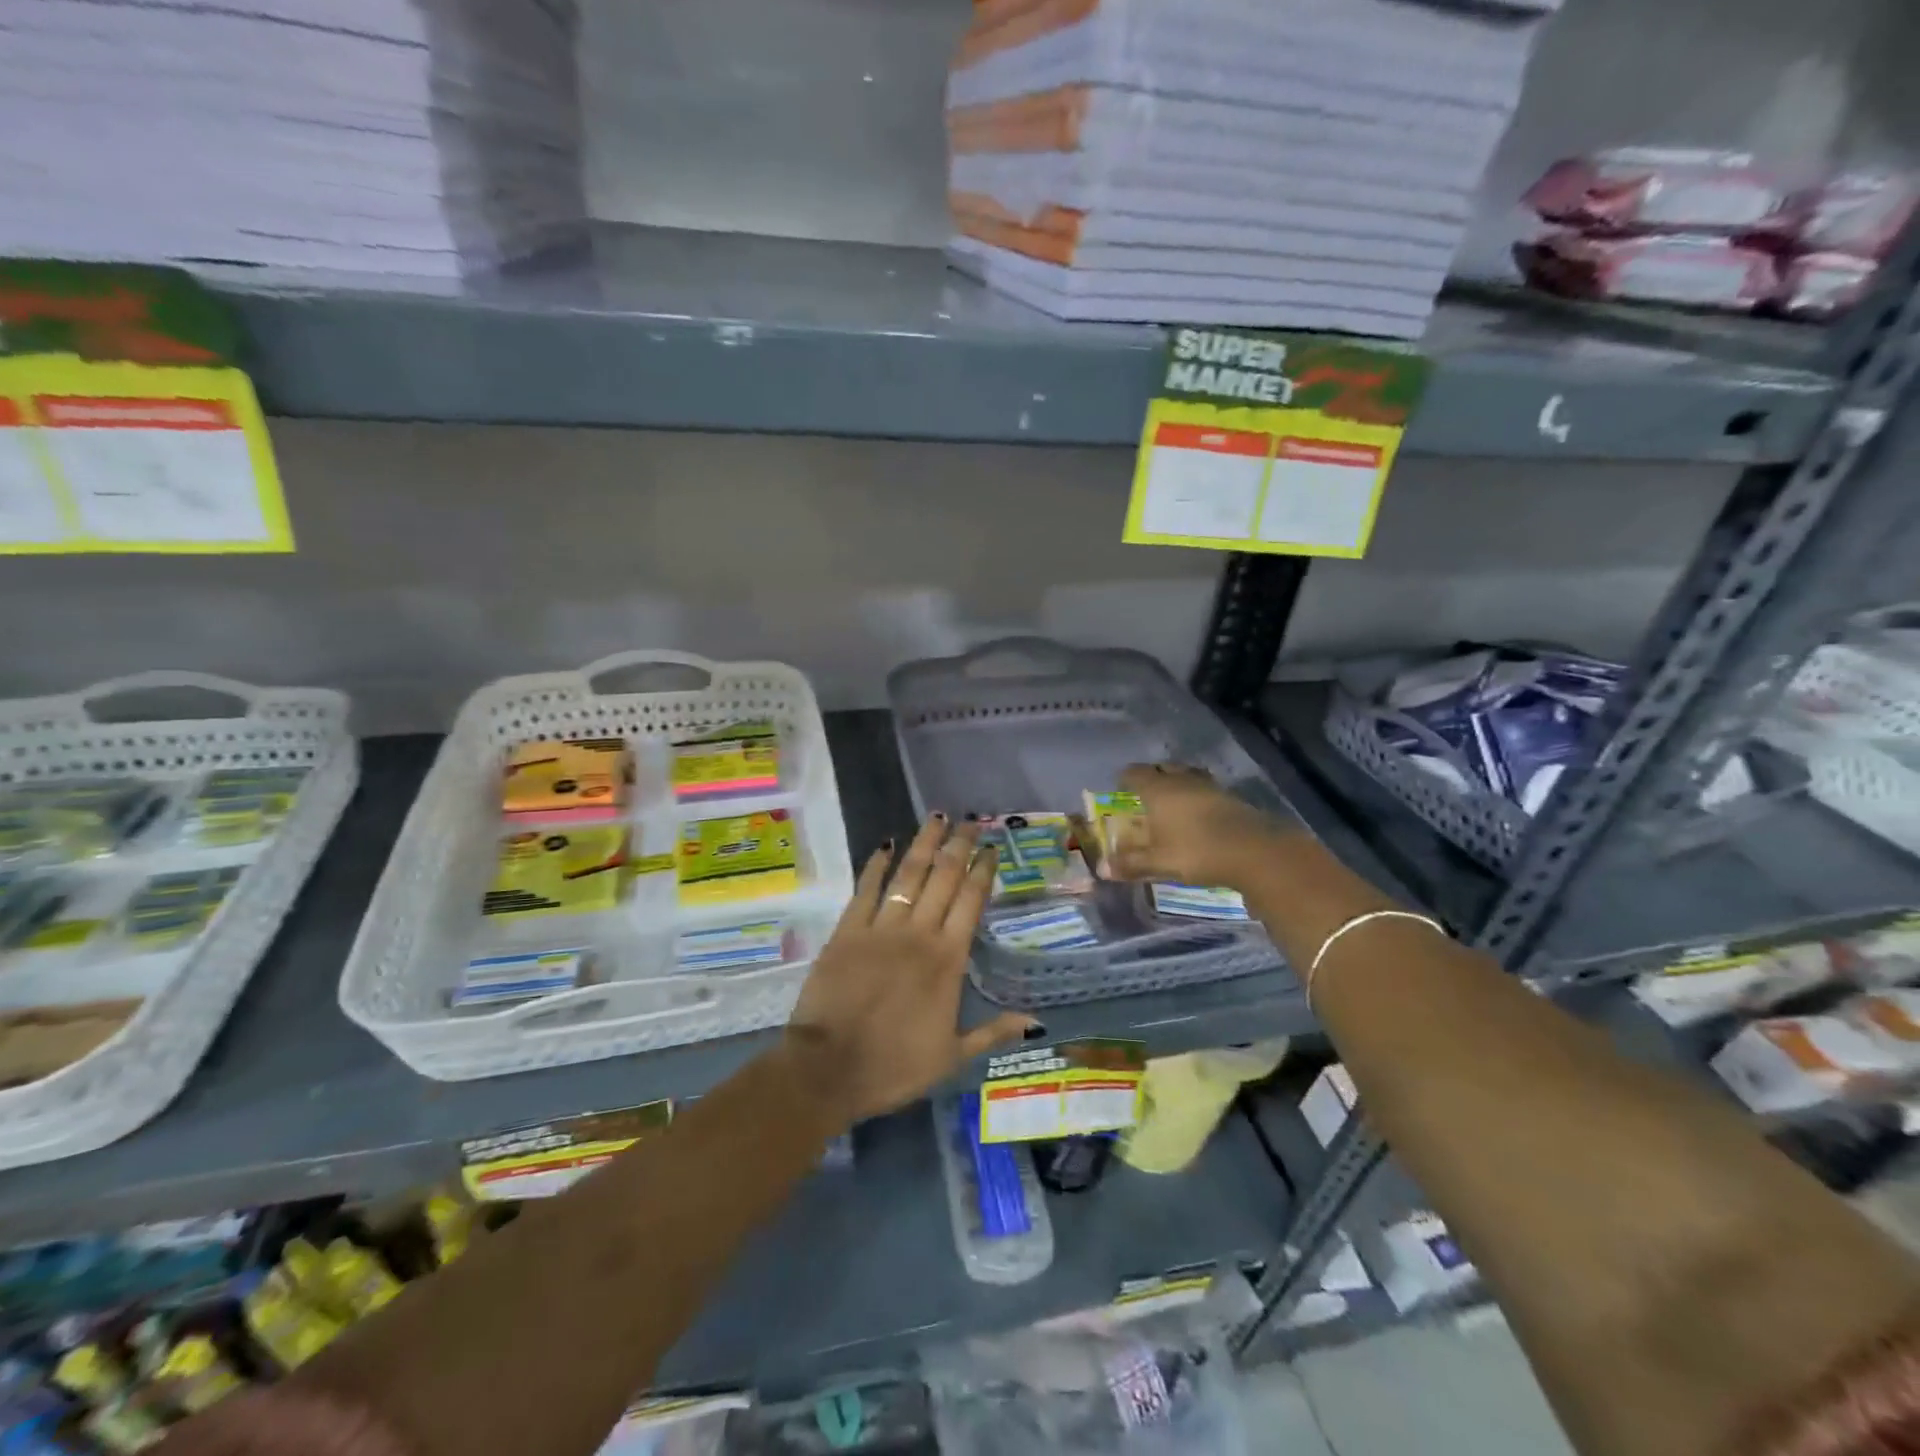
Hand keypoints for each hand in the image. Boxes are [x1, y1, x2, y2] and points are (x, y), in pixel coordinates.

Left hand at [786, 816, 1033, 1122]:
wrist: (830, 1069)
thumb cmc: (895, 1066)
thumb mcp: (952, 1056)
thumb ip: (993, 1031)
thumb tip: (1036, 1021)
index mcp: (948, 960)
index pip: (971, 902)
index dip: (983, 872)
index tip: (992, 848)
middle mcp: (919, 934)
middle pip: (944, 878)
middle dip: (959, 846)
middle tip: (970, 821)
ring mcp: (881, 928)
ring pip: (908, 875)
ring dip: (924, 844)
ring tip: (936, 817)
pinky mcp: (847, 930)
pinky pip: (865, 889)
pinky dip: (876, 865)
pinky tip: (885, 844)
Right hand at [1102, 763, 1295, 890]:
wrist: (1254, 851)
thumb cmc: (1196, 851)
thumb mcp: (1159, 862)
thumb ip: (1131, 863)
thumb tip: (1102, 868)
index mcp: (1158, 790)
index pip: (1135, 773)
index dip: (1125, 778)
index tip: (1120, 786)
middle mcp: (1182, 781)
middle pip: (1163, 768)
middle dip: (1153, 776)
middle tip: (1145, 791)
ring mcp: (1209, 786)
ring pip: (1187, 775)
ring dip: (1178, 782)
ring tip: (1173, 798)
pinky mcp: (1231, 797)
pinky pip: (1206, 788)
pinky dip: (1197, 795)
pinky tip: (1198, 812)